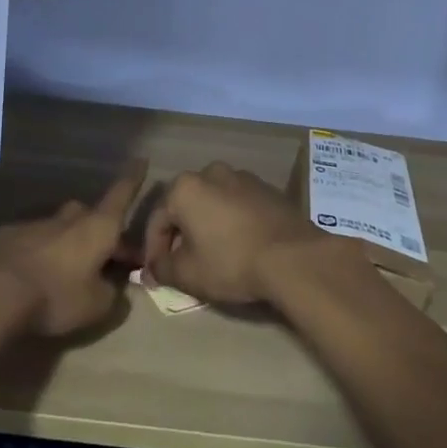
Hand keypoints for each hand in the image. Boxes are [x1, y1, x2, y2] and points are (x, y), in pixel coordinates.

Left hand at [0, 160, 146, 336]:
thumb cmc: (55, 295)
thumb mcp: (96, 306)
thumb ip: (112, 295)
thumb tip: (115, 288)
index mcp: (97, 227)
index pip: (121, 195)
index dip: (133, 179)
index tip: (141, 159)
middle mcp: (68, 218)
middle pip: (89, 214)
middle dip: (98, 229)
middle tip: (103, 255)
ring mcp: (35, 223)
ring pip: (59, 227)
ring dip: (66, 243)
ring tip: (64, 271)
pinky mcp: (6, 235)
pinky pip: (31, 239)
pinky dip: (37, 252)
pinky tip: (31, 275)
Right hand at [143, 162, 329, 305]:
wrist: (293, 256)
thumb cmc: (231, 262)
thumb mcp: (188, 274)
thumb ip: (163, 268)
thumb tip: (154, 268)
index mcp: (185, 187)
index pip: (157, 220)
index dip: (153, 249)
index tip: (157, 272)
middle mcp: (211, 172)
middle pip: (186, 206)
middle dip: (181, 233)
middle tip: (183, 262)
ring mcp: (243, 177)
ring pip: (213, 202)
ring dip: (208, 225)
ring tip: (213, 254)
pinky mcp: (268, 188)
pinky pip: (239, 205)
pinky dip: (232, 221)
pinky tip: (240, 245)